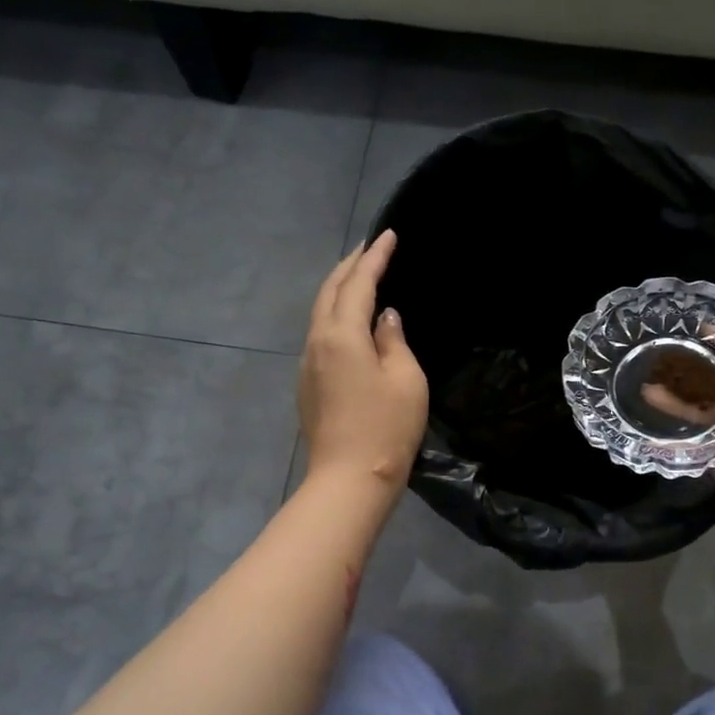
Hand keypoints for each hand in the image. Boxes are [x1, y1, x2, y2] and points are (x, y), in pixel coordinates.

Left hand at [299, 231, 428, 497]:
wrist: (349, 480)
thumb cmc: (386, 428)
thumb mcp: (406, 379)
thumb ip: (394, 340)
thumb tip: (384, 318)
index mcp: (342, 335)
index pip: (358, 283)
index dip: (375, 257)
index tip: (388, 234)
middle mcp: (317, 342)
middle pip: (329, 291)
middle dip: (350, 266)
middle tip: (371, 248)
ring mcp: (308, 365)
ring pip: (320, 313)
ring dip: (339, 289)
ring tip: (360, 277)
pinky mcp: (308, 384)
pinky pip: (321, 334)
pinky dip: (335, 314)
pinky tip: (351, 320)